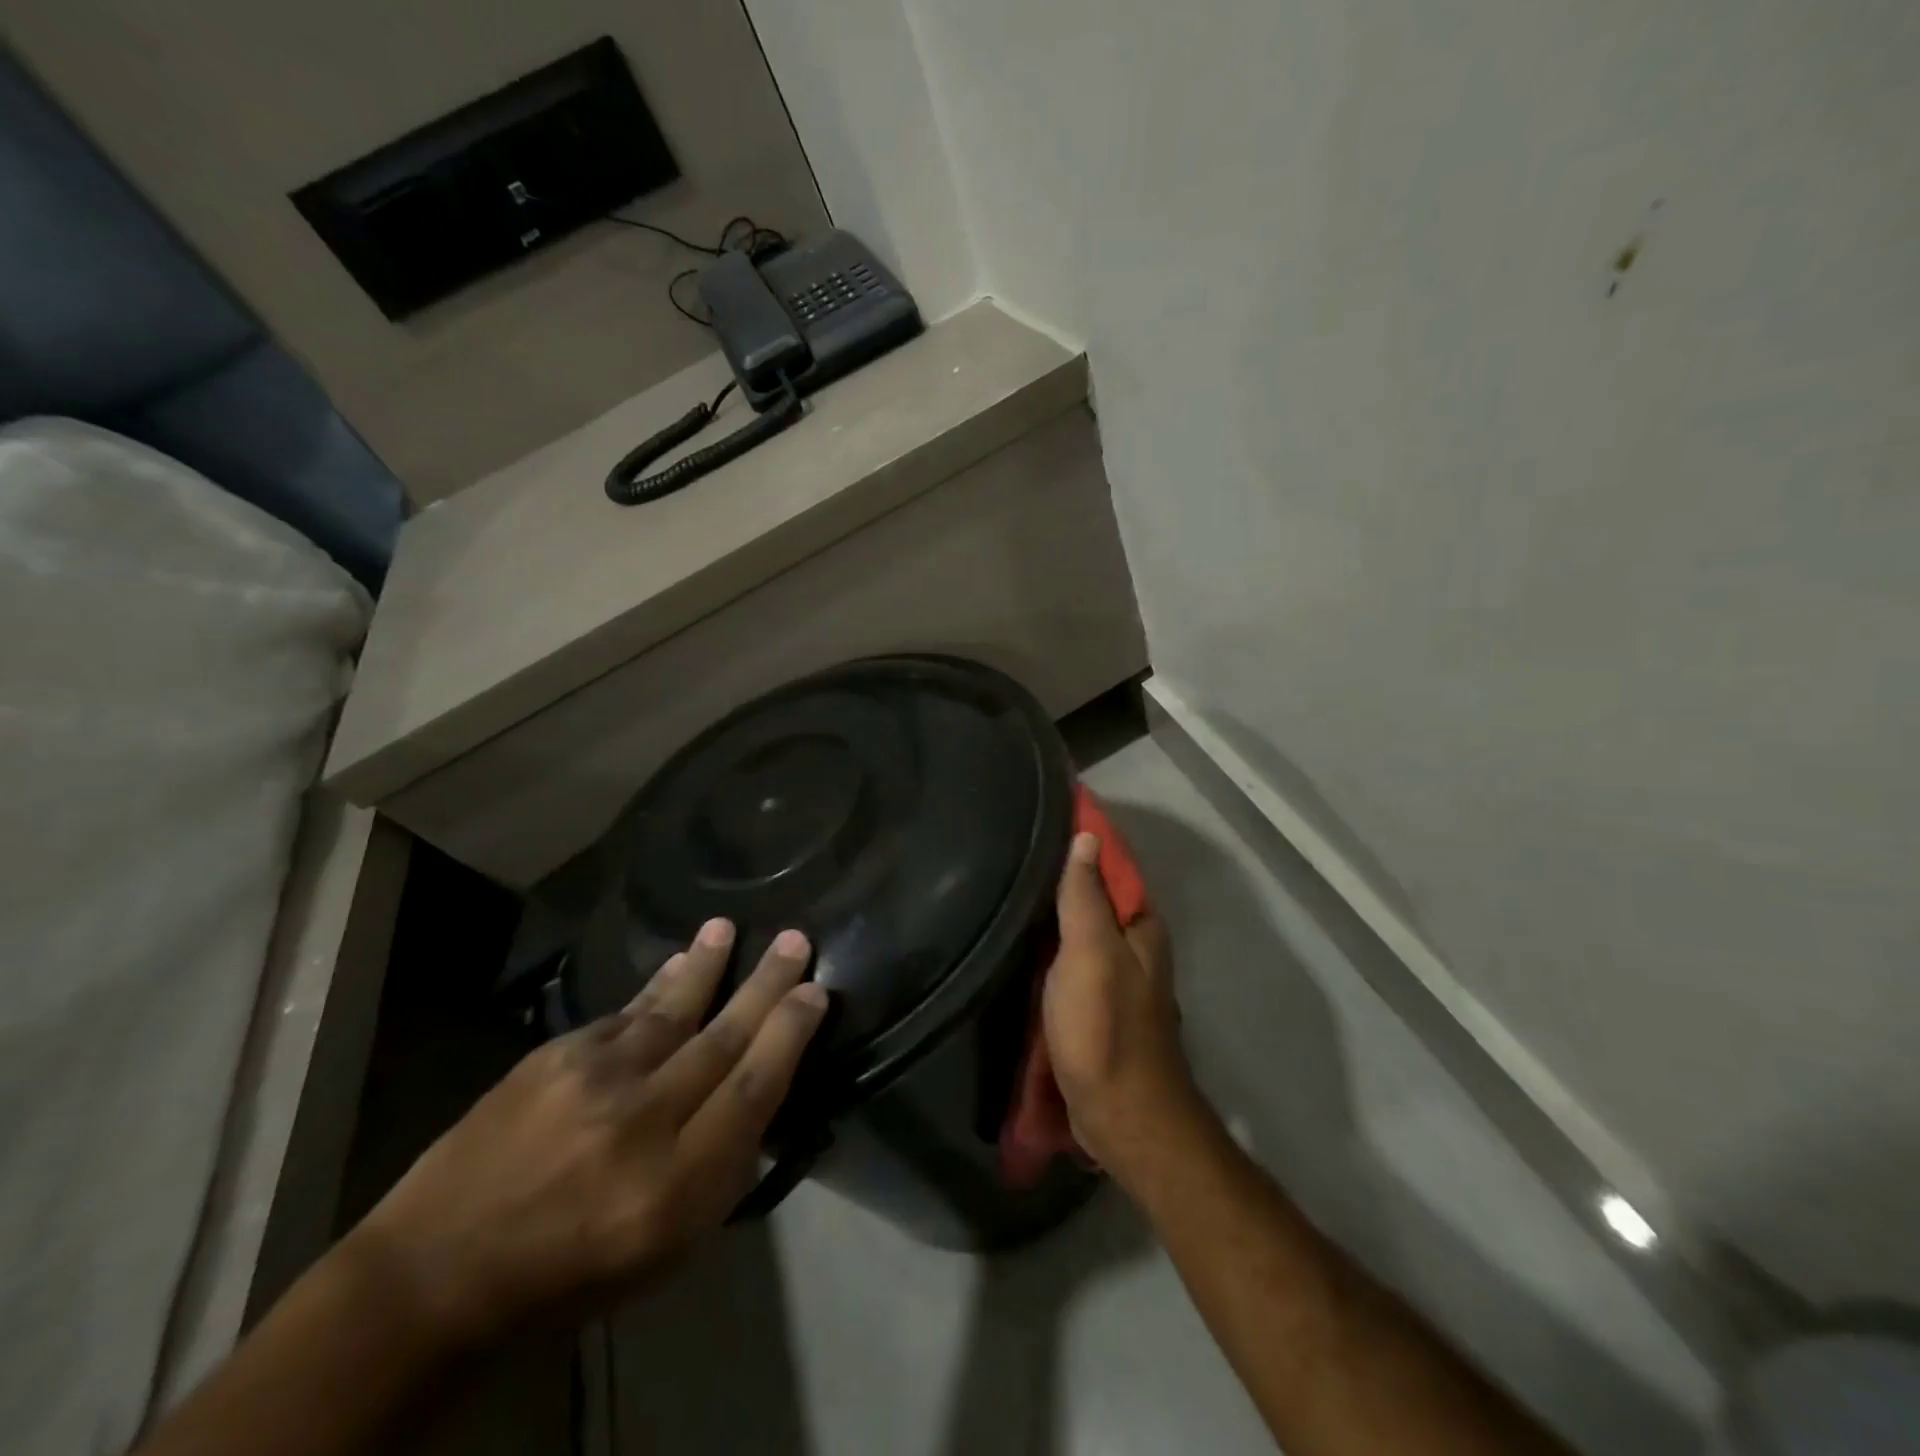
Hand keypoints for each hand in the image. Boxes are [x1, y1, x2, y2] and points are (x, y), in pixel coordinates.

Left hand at [349, 920, 826, 1346]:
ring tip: (728, 929)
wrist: (438, 1271)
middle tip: (796, 940)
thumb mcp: (665, 1250)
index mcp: (675, 1185)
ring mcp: (592, 1081)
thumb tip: (756, 1095)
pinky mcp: (552, 1058)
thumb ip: (719, 1171)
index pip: (753, 1090)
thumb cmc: (570, 1273)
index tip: (815, 994)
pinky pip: (623, 1013)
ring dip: (706, 966)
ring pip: (671, 1010)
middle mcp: (640, 1121)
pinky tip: (677, 964)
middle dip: (766, 985)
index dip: (789, 1035)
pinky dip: (656, 987)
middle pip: (722, 1038)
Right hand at [1042, 831, 1199, 1184]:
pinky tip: (1020, 937)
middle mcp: (1134, 944)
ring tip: (1008, 881)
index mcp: (1140, 925)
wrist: (1121, 1116)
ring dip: (1053, 909)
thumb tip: (1086, 836)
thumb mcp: (1090, 954)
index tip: (1043, 812)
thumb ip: (1086, 896)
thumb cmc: (1105, 1029)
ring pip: (1081, 928)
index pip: (1112, 863)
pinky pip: (1070, 959)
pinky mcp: (1096, 1004)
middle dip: (1061, 872)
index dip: (1082, 836)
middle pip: (1096, 895)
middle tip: (1011, 846)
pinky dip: (1049, 944)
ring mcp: (1115, 976)